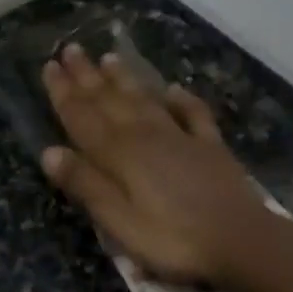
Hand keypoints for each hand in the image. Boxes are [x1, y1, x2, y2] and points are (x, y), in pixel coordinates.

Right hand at [40, 46, 271, 285]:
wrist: (243, 242)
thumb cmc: (173, 240)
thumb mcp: (119, 222)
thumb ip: (86, 185)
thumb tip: (49, 152)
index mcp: (120, 155)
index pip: (83, 118)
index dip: (64, 93)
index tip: (49, 66)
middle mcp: (147, 137)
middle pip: (111, 101)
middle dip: (88, 76)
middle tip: (71, 49)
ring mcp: (182, 138)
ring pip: (146, 101)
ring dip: (125, 79)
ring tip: (109, 58)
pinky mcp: (210, 148)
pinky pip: (193, 115)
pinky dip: (182, 100)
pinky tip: (174, 89)